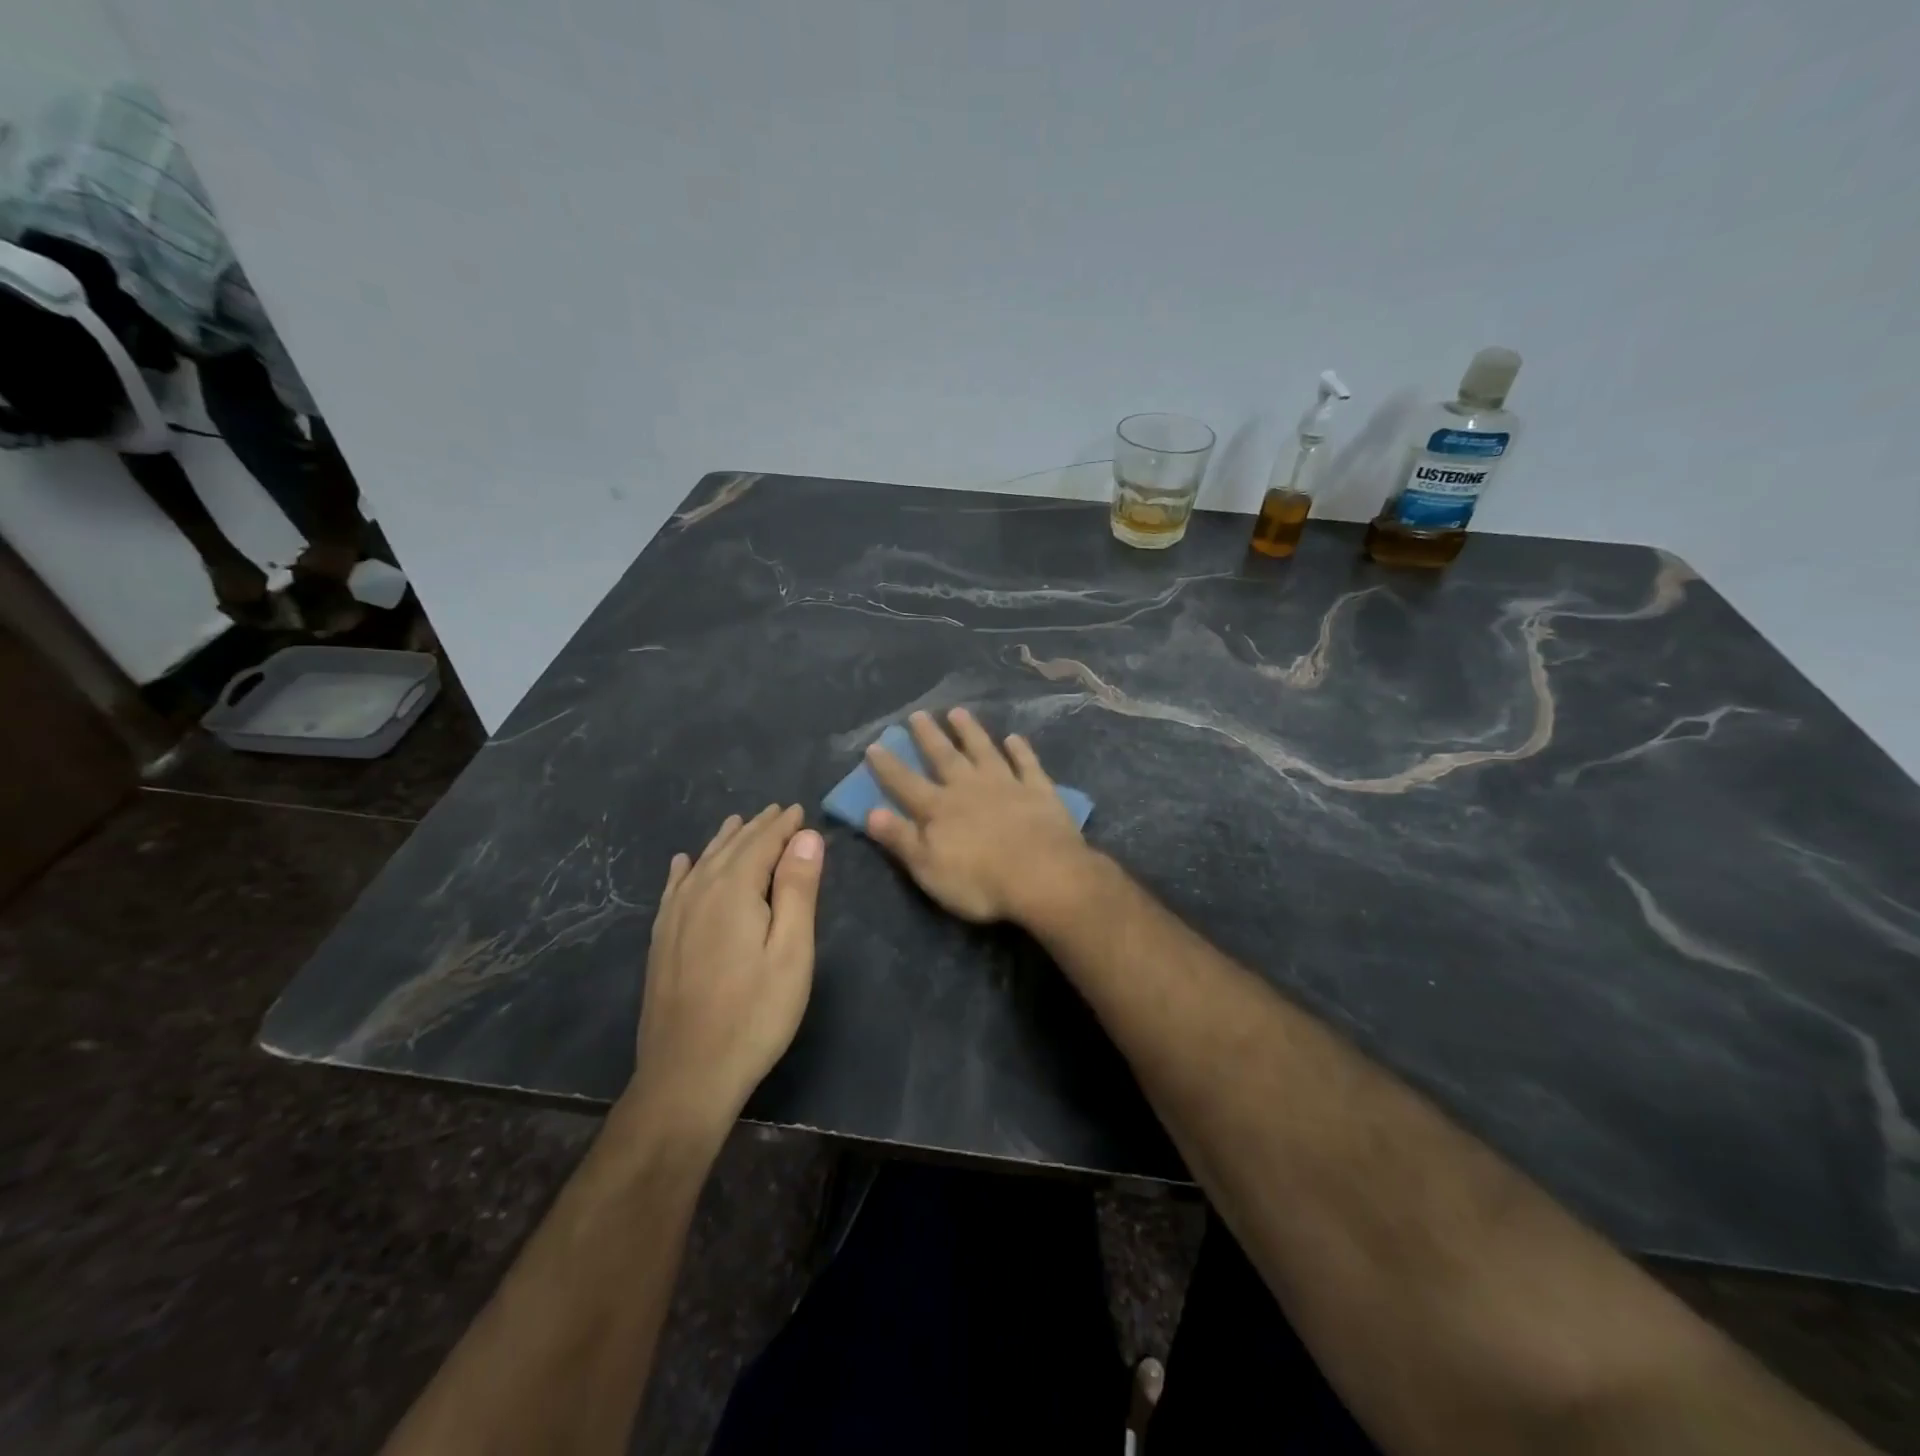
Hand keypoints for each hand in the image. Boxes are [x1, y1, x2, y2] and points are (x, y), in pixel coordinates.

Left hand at [629, 804, 824, 1136]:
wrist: (687, 1074)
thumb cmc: (755, 1014)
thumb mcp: (792, 952)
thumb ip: (798, 889)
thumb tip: (807, 837)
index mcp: (734, 890)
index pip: (762, 843)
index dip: (784, 825)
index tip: (800, 810)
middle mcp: (699, 892)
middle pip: (731, 847)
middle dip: (757, 827)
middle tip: (779, 811)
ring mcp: (674, 917)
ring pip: (702, 862)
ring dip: (725, 841)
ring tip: (740, 823)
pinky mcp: (661, 940)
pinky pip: (674, 888)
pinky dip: (685, 869)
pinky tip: (684, 862)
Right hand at [865, 709, 1091, 923]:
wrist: (1043, 876)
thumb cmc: (980, 882)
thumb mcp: (928, 868)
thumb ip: (900, 838)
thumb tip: (870, 812)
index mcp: (939, 809)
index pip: (906, 784)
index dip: (888, 766)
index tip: (875, 745)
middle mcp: (969, 788)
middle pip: (945, 757)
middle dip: (929, 736)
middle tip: (918, 713)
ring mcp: (1007, 785)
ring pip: (984, 751)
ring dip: (970, 731)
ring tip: (958, 712)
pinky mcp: (1039, 791)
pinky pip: (1027, 764)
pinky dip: (1020, 750)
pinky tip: (1015, 738)